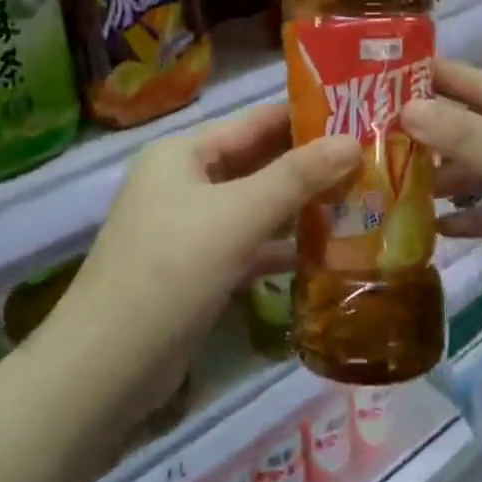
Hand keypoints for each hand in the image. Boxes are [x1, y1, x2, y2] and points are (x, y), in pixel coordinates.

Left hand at [54, 103, 359, 413]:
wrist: (109, 365)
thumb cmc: (172, 269)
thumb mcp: (238, 215)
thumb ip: (297, 177)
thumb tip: (353, 141)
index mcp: (183, 154)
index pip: (254, 122)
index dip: (305, 118)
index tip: (360, 116)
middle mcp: (184, 183)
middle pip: (257, 164)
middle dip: (310, 165)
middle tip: (373, 161)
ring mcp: (190, 230)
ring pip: (256, 207)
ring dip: (301, 208)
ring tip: (362, 202)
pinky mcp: (199, 272)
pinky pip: (249, 246)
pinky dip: (283, 248)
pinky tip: (329, 253)